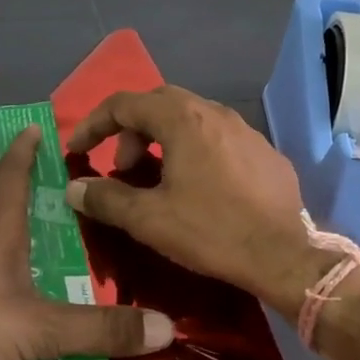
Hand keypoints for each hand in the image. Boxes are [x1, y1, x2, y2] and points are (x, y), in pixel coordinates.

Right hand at [63, 86, 327, 317]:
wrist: (284, 256)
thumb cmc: (211, 231)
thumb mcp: (150, 219)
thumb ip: (106, 199)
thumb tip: (74, 188)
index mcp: (183, 119)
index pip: (124, 103)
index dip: (93, 124)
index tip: (77, 150)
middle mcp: (215, 112)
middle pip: (159, 104)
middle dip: (131, 131)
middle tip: (122, 167)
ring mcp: (245, 130)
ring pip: (192, 120)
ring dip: (164, 140)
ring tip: (157, 178)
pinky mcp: (265, 152)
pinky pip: (219, 139)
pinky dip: (196, 152)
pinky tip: (200, 188)